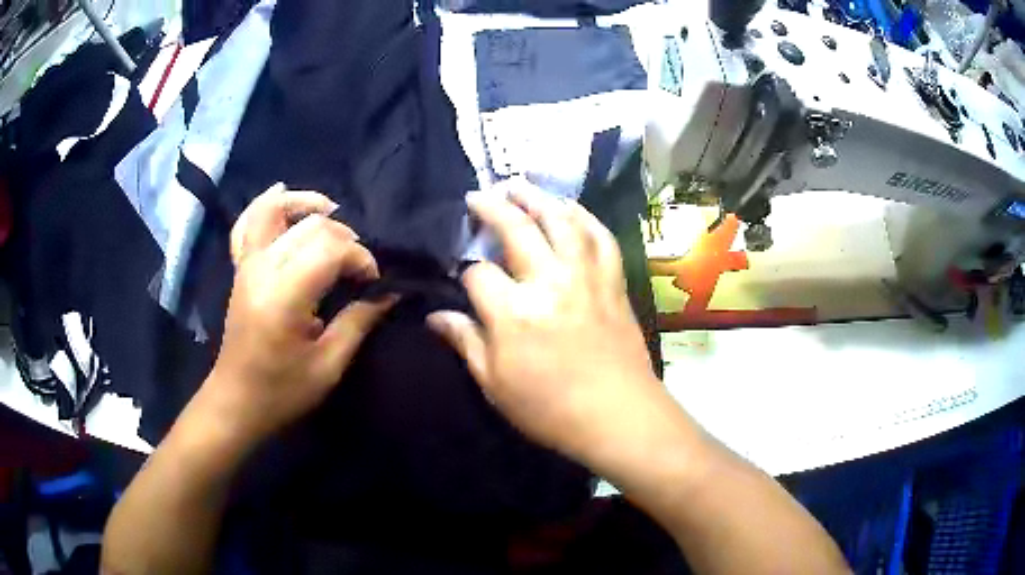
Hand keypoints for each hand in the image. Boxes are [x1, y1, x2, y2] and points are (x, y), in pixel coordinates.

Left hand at [202, 184, 395, 445]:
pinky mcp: (240, 268)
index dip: (361, 259)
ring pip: (274, 210)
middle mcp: (263, 269)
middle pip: (310, 226)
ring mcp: (247, 264)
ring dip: (305, 204)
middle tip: (358, 267)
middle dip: (344, 238)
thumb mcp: (328, 366)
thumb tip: (390, 293)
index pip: (331, 249)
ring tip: (331, 212)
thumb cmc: (282, 391)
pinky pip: (247, 223)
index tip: (375, 283)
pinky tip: (280, 192)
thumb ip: (359, 322)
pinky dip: (265, 204)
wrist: (236, 402)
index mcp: (284, 295)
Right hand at [427, 182, 663, 465]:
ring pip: (561, 221)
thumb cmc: (550, 409)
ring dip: (537, 198)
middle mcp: (549, 281)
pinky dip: (585, 217)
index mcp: (513, 312)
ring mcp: (585, 277)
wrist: (617, 415)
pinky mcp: (612, 281)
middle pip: (516, 229)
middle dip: (492, 207)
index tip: (463, 279)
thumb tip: (435, 316)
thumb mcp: (494, 384)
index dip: (465, 273)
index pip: (478, 274)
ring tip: (520, 186)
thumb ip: (465, 342)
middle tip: (478, 195)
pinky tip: (571, 209)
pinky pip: (600, 237)